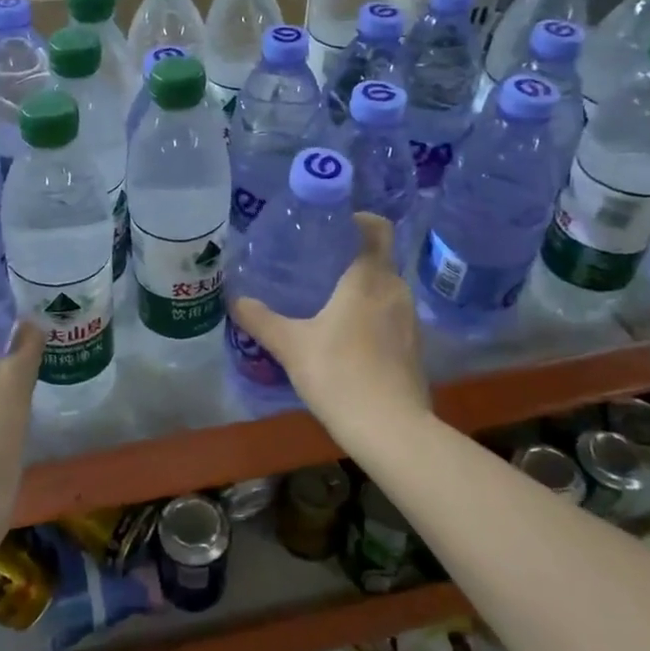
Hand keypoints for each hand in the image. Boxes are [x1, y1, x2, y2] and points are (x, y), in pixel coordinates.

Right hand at [228, 213, 431, 447]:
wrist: (391, 430)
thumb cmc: (339, 374)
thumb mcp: (290, 345)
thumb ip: (261, 319)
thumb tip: (235, 299)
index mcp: (369, 278)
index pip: (378, 229)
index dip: (359, 220)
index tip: (332, 225)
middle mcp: (396, 291)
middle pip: (378, 260)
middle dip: (350, 258)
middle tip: (316, 266)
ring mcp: (410, 321)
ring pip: (384, 290)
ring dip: (361, 290)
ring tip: (327, 301)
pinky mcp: (414, 348)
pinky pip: (390, 317)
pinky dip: (371, 317)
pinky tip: (346, 338)